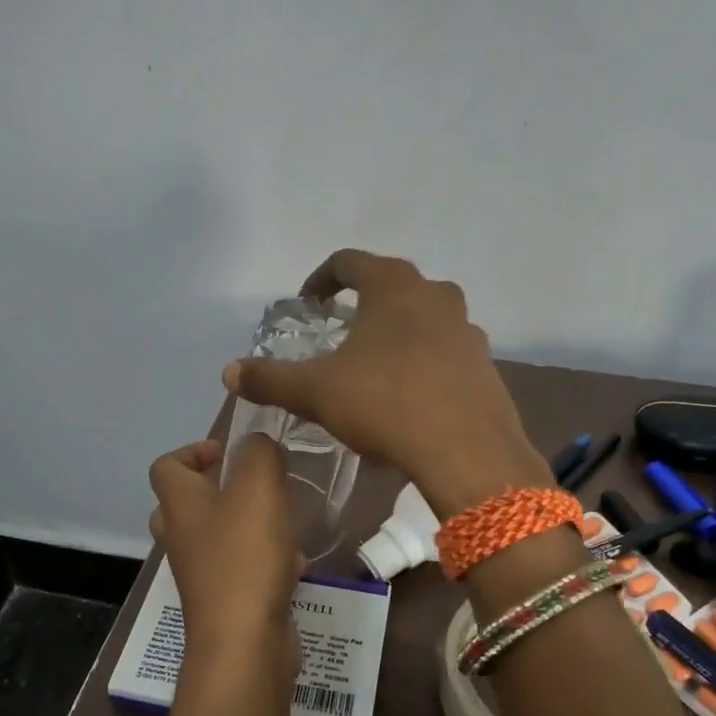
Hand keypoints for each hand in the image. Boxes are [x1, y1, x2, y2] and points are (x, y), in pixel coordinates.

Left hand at [148, 436, 302, 665]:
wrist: (243, 642)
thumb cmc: (245, 556)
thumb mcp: (259, 487)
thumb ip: (259, 454)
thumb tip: (257, 444)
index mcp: (180, 505)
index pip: (166, 466)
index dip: (192, 451)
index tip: (227, 452)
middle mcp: (181, 538)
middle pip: (183, 505)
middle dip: (215, 490)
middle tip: (250, 485)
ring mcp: (199, 574)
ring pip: (213, 538)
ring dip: (243, 525)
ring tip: (280, 520)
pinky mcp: (223, 601)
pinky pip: (238, 569)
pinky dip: (262, 561)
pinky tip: (294, 563)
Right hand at [223, 250, 551, 518]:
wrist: (468, 453)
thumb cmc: (386, 405)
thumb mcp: (316, 393)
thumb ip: (270, 378)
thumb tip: (230, 372)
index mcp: (393, 287)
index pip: (349, 262)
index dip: (321, 279)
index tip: (309, 303)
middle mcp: (436, 295)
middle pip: (392, 286)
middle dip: (363, 305)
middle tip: (340, 333)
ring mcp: (467, 329)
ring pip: (424, 319)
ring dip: (396, 333)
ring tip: (374, 367)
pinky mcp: (486, 365)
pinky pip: (445, 352)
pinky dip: (423, 362)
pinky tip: (409, 398)